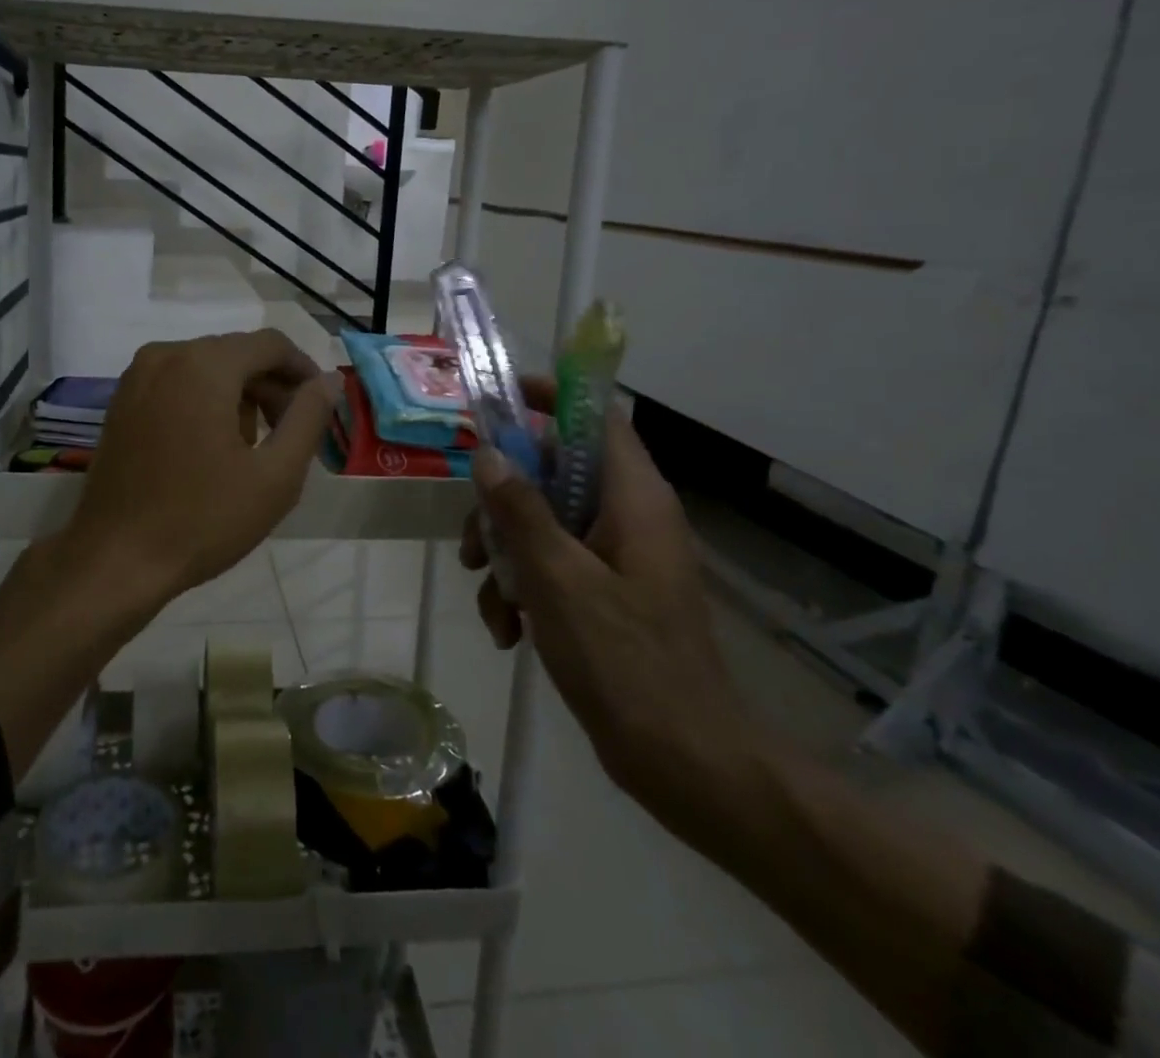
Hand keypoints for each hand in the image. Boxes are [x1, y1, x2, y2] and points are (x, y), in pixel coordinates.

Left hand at [62, 329, 337, 615]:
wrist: (115, 560)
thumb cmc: (203, 519)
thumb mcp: (275, 474)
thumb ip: (309, 417)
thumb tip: (330, 380)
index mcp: (204, 364)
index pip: (271, 344)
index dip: (304, 371)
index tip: (320, 409)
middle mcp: (166, 355)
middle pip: (237, 353)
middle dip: (271, 387)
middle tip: (290, 435)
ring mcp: (137, 377)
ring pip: (207, 368)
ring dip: (239, 396)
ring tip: (252, 449)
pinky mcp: (121, 401)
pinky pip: (178, 383)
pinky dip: (205, 402)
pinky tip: (211, 448)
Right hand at [460, 388, 770, 851]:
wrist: (685, 763)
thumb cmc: (625, 661)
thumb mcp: (558, 579)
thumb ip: (520, 511)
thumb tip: (489, 455)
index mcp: (634, 499)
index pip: (595, 418)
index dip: (551, 397)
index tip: (499, 400)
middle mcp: (628, 517)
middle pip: (554, 473)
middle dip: (504, 503)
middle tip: (474, 539)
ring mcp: (617, 557)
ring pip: (544, 522)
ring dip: (506, 553)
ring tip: (489, 600)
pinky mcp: (606, 593)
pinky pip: (553, 566)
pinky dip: (524, 589)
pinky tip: (507, 631)